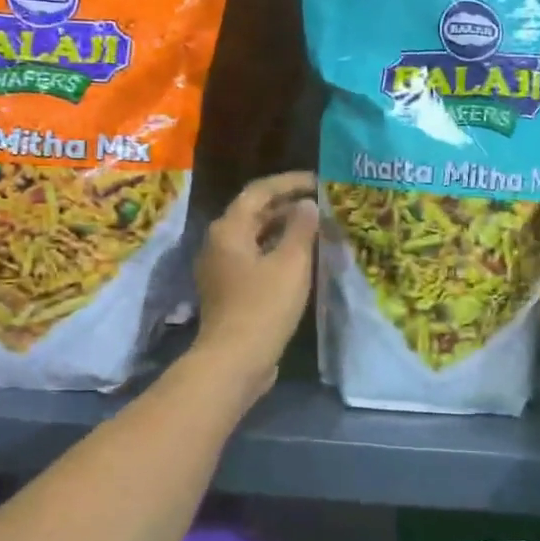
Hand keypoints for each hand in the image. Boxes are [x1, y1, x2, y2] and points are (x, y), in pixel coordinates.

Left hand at [193, 172, 318, 395]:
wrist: (235, 359)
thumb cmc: (264, 305)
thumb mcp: (291, 263)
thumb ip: (301, 228)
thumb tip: (307, 205)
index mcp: (229, 229)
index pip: (259, 191)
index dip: (289, 182)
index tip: (318, 181)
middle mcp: (218, 243)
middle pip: (254, 212)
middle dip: (287, 205)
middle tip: (320, 203)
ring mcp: (221, 268)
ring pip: (255, 236)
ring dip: (283, 229)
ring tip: (316, 227)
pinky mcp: (229, 290)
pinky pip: (254, 258)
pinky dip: (277, 250)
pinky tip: (300, 258)